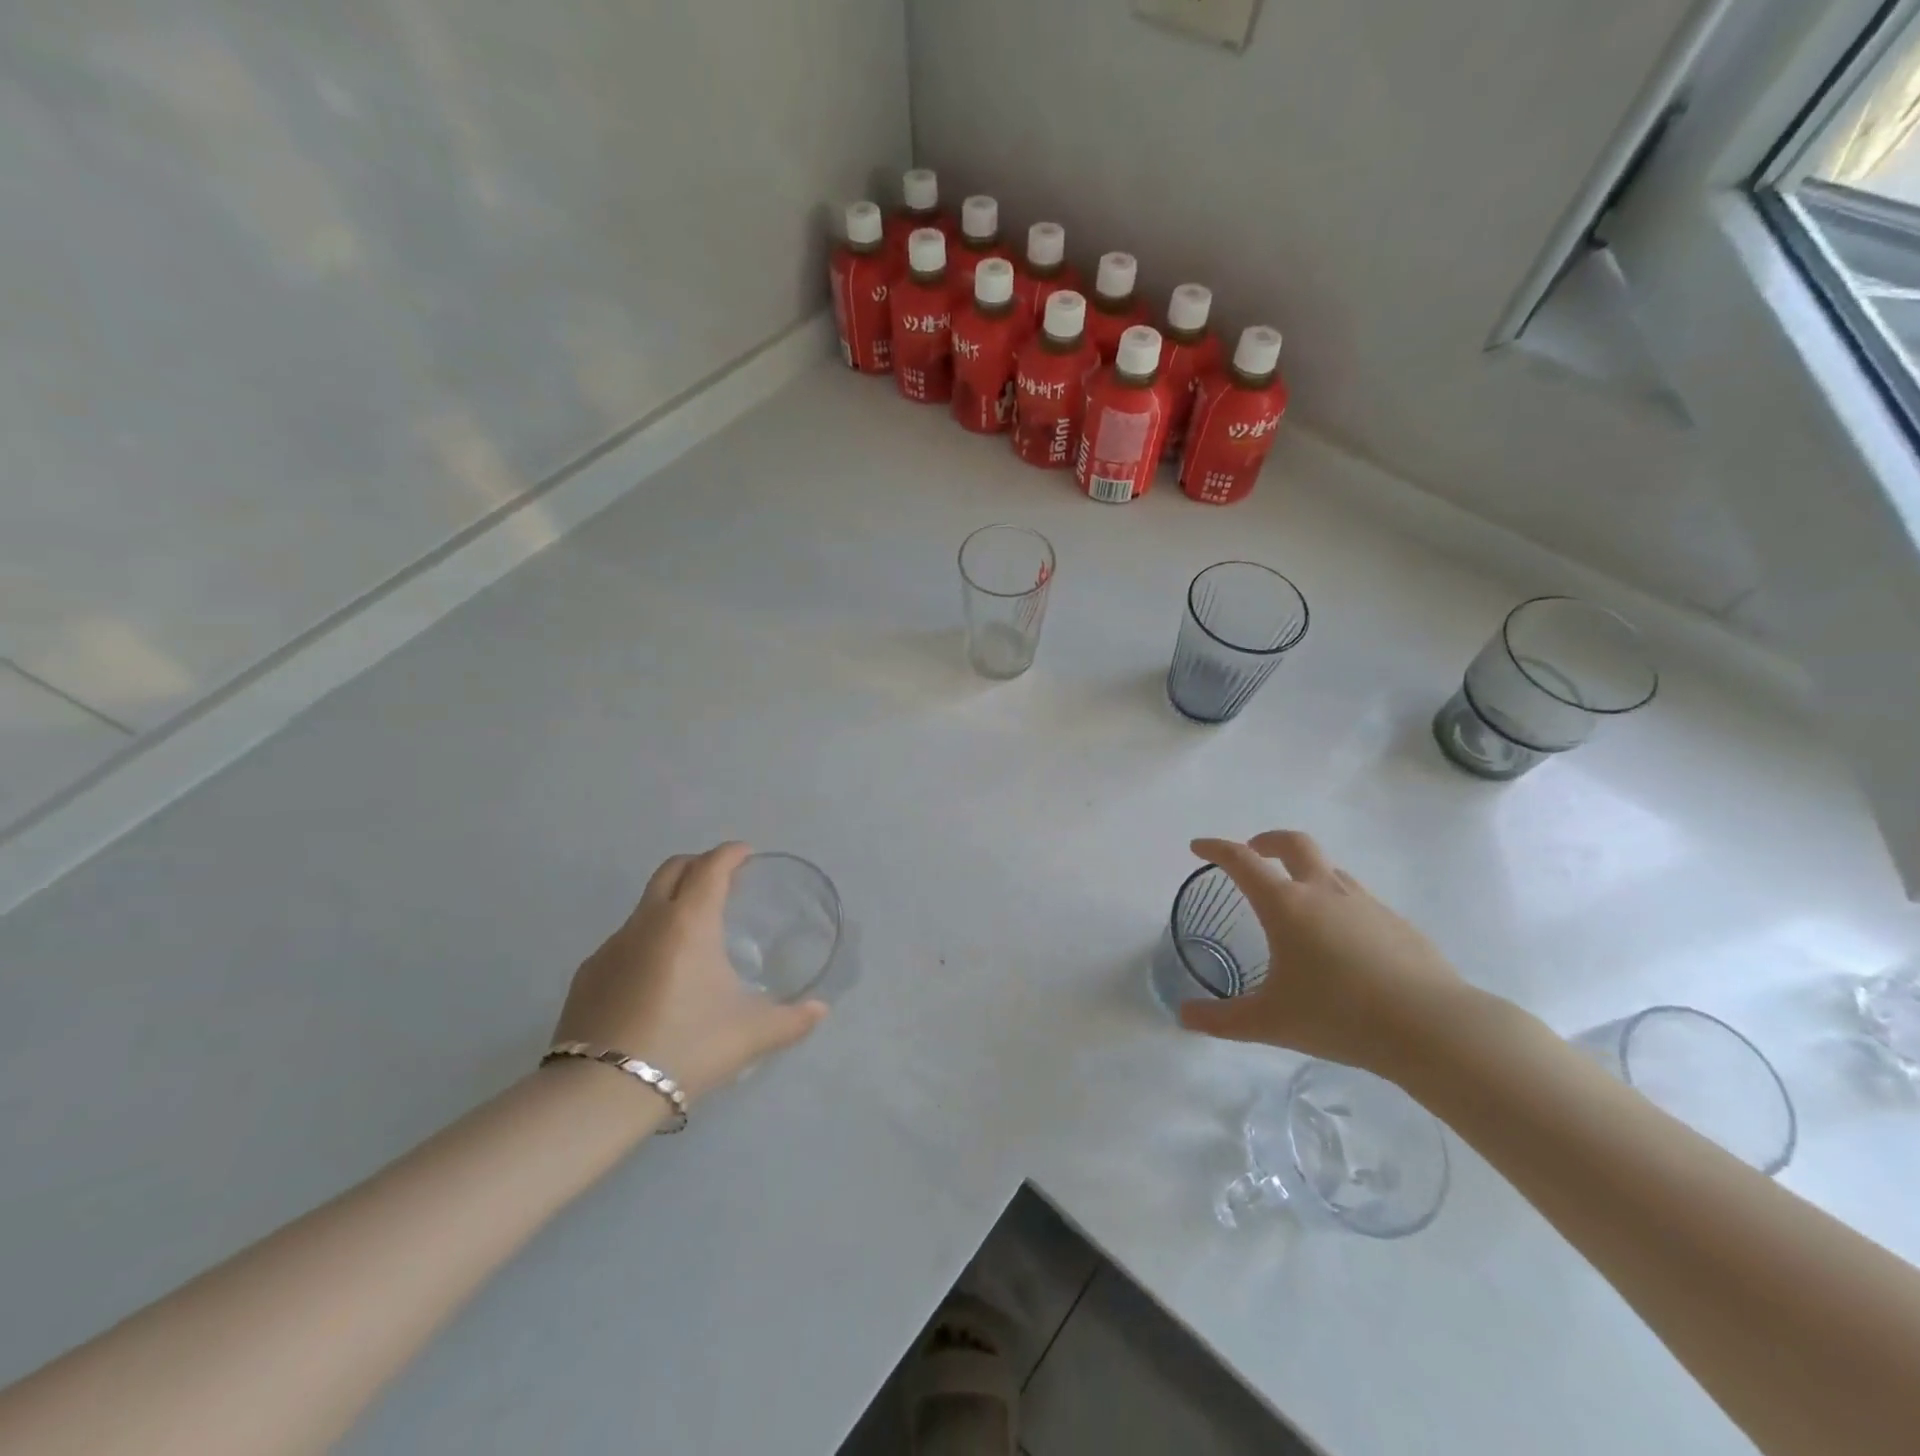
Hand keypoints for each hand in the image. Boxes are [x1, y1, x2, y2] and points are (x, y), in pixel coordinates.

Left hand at [551, 843, 826, 1101]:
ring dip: (671, 903)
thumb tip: (820, 1010)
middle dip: (699, 863)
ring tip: (693, 936)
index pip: (711, 867)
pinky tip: (657, 978)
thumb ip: (792, 1019)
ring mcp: (612, 947)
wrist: (600, 1093)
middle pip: (672, 869)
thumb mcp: (751, 1035)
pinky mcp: (588, 975)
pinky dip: (647, 940)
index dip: (730, 854)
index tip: (746, 853)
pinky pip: (624, 941)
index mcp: (689, 922)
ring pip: (645, 906)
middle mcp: (648, 922)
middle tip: (721, 879)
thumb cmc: (687, 1047)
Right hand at [1176, 831, 1470, 1078]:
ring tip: (1295, 901)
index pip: (1242, 861)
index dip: (1216, 849)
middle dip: (1267, 841)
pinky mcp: (1397, 923)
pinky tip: (1340, 942)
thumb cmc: (1340, 1016)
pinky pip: (1357, 898)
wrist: (1433, 1027)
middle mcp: (1324, 892)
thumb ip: (1222, 1020)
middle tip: (1253, 853)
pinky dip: (1336, 902)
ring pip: (1329, 869)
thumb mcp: (1270, 1022)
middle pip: (1293, 844)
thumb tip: (1183, 1016)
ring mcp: (1366, 904)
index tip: (1198, 846)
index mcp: (1286, 905)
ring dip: (1304, 871)